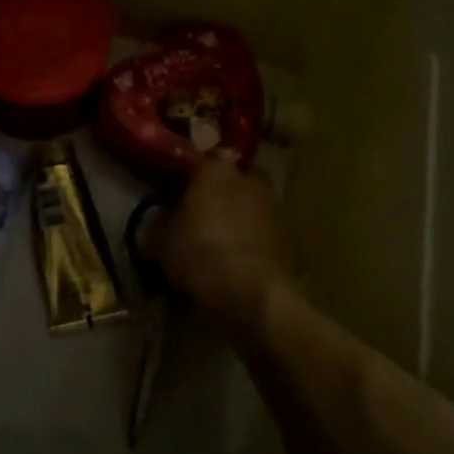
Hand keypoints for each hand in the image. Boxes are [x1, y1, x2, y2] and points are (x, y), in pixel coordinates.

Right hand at [154, 157, 294, 331]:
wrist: (250, 291)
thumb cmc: (198, 254)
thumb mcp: (161, 241)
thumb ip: (161, 223)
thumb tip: (163, 221)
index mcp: (215, 170)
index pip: (199, 163)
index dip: (187, 181)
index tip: (177, 198)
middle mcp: (249, 179)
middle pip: (230, 183)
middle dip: (218, 198)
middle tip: (201, 221)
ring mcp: (275, 207)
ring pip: (250, 208)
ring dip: (239, 220)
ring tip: (222, 247)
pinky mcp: (292, 236)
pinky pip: (265, 234)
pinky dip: (255, 243)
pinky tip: (240, 265)